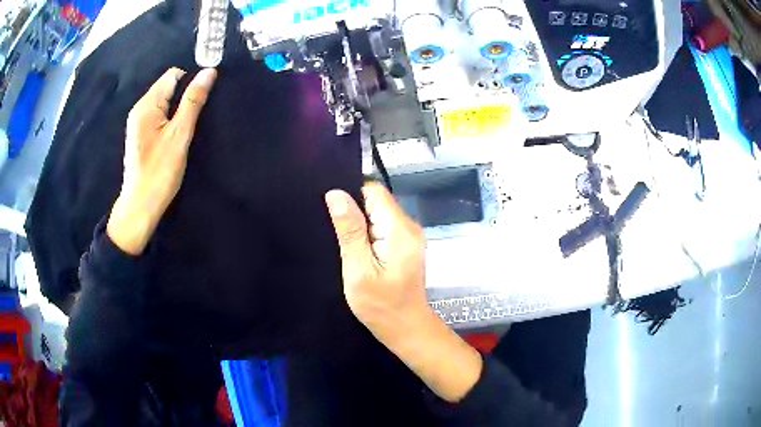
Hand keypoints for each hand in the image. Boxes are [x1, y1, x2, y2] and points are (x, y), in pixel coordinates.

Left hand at [107, 68, 216, 254]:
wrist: (140, 207)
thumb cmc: (159, 171)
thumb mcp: (179, 134)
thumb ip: (193, 101)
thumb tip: (209, 71)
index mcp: (147, 104)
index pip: (173, 75)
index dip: (191, 80)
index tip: (202, 99)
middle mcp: (139, 108)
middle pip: (167, 87)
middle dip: (184, 95)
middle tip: (194, 118)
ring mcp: (138, 122)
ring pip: (164, 102)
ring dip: (178, 109)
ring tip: (185, 129)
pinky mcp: (140, 135)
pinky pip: (158, 116)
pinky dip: (169, 119)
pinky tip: (174, 136)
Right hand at [326, 183, 482, 402]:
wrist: (406, 328)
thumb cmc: (380, 306)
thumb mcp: (358, 270)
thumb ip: (349, 231)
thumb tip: (336, 194)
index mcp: (400, 230)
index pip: (374, 191)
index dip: (351, 195)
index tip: (333, 213)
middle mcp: (410, 226)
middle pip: (377, 201)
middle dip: (354, 212)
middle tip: (335, 233)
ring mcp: (410, 235)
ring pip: (378, 214)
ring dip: (360, 225)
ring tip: (345, 245)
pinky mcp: (406, 244)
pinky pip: (383, 226)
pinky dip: (368, 234)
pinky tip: (357, 251)